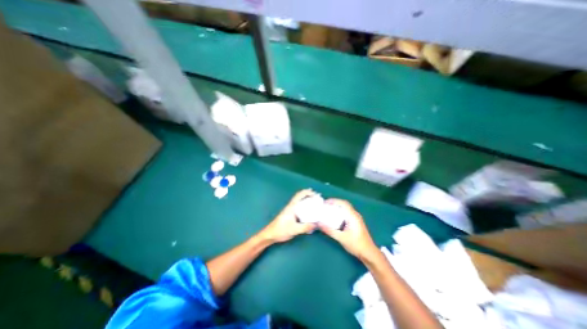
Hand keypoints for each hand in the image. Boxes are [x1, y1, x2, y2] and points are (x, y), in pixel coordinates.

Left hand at [258, 189, 318, 242]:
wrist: (270, 234)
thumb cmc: (281, 230)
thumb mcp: (294, 229)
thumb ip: (305, 227)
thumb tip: (316, 224)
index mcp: (292, 207)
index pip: (299, 195)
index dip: (307, 192)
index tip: (315, 194)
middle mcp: (291, 206)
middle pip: (301, 197)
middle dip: (309, 196)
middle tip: (318, 199)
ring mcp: (290, 210)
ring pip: (300, 202)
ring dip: (307, 202)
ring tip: (316, 205)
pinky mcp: (290, 215)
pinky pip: (299, 208)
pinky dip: (305, 208)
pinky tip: (309, 214)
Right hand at [320, 199, 377, 259]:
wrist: (369, 253)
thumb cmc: (356, 245)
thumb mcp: (341, 238)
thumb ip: (329, 230)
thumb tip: (318, 223)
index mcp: (353, 216)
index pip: (343, 203)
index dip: (334, 201)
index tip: (325, 202)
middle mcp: (355, 215)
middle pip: (344, 204)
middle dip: (335, 203)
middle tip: (325, 205)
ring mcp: (357, 218)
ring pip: (346, 209)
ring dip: (337, 207)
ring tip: (328, 210)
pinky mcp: (356, 222)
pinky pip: (347, 213)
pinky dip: (340, 212)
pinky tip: (335, 217)